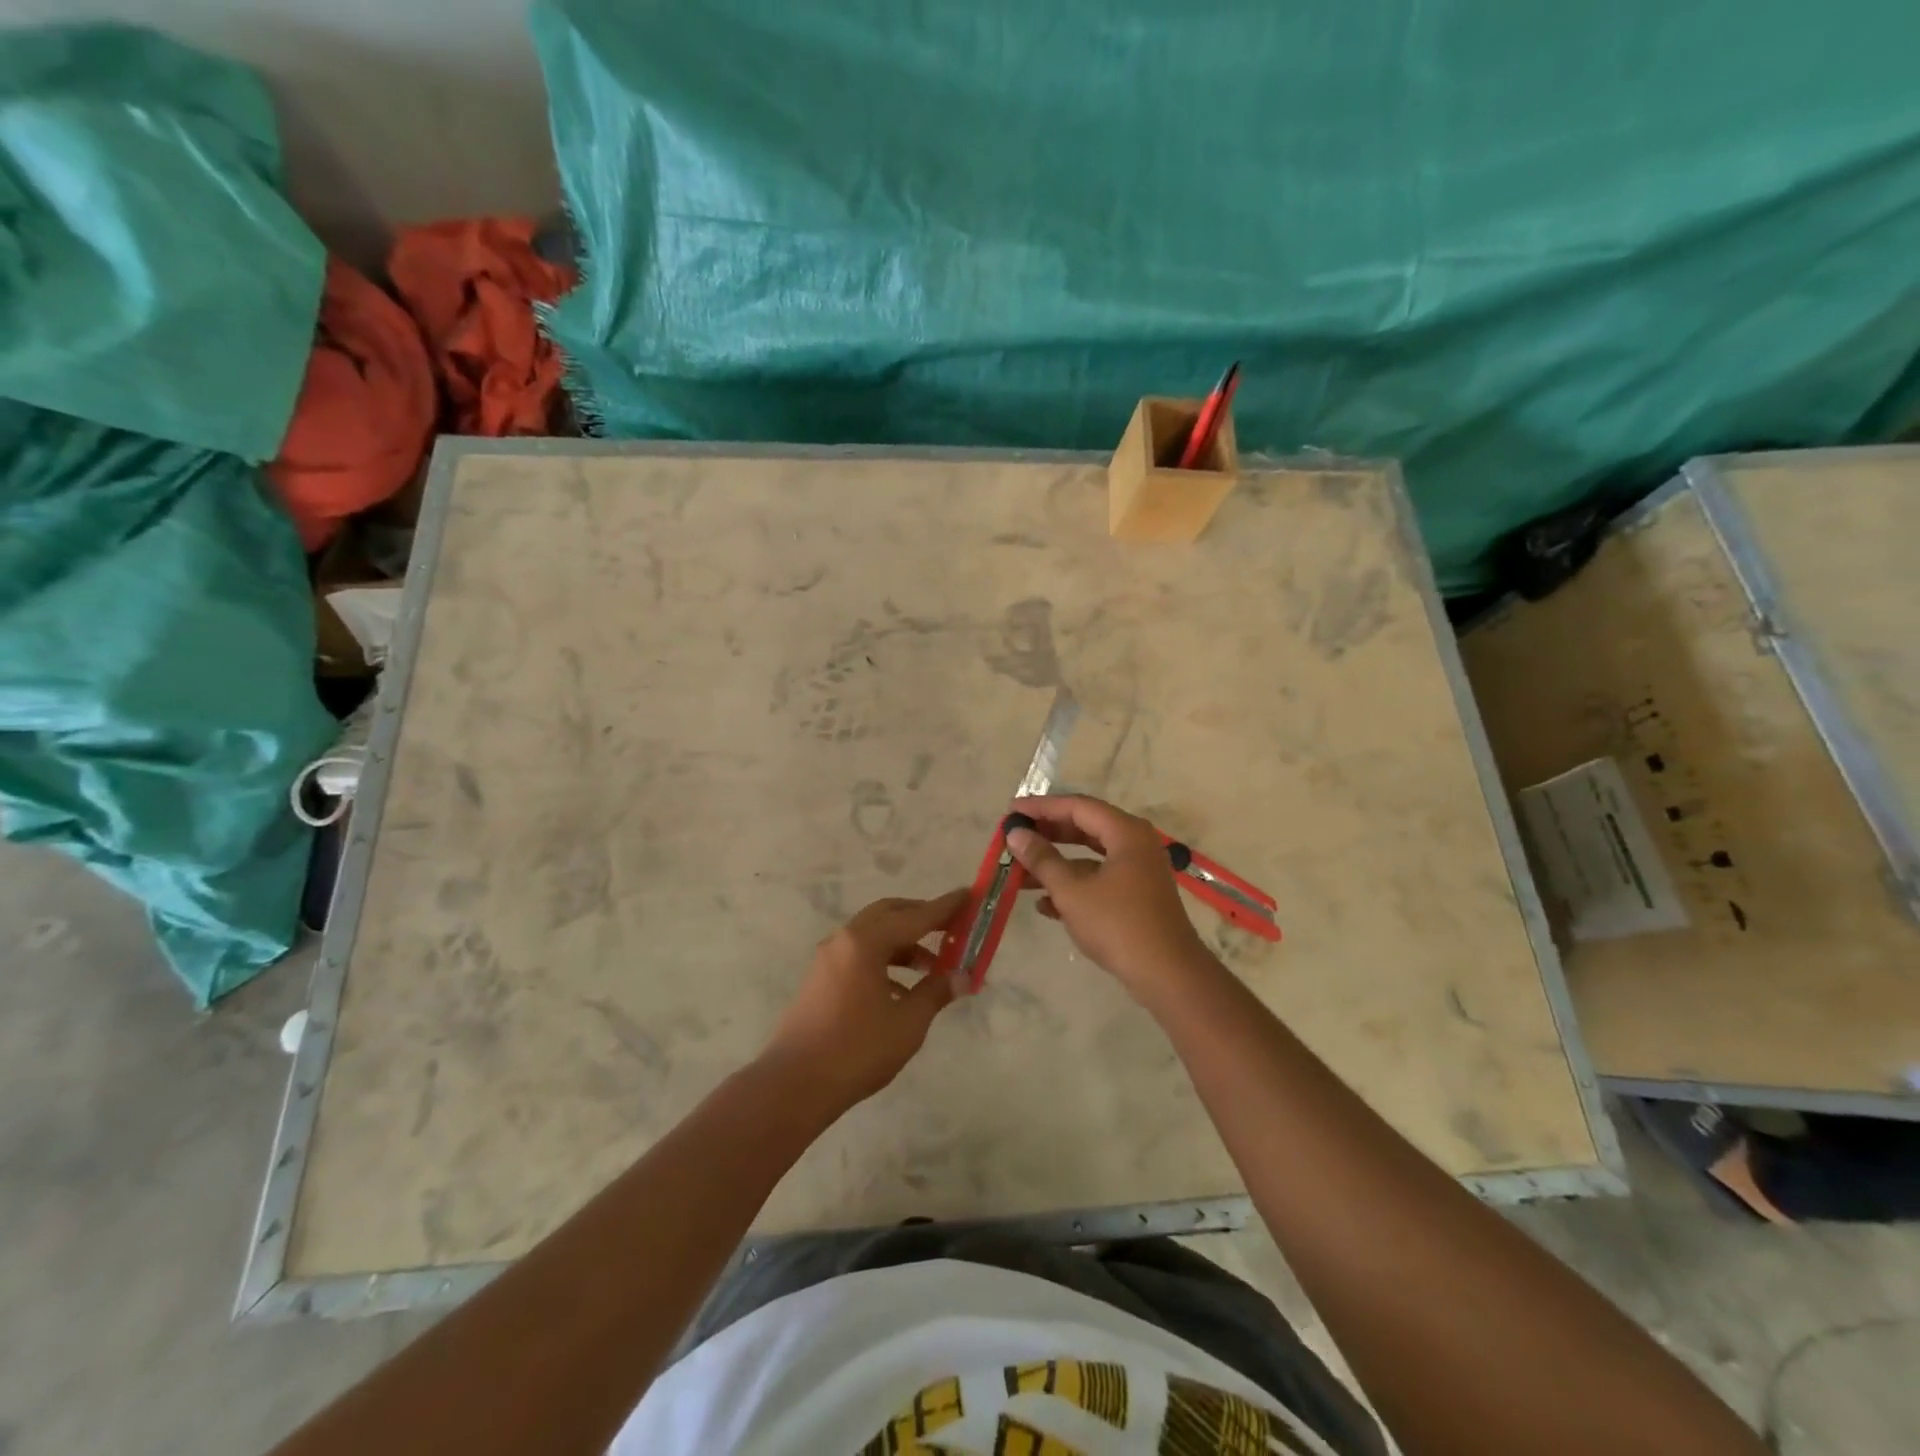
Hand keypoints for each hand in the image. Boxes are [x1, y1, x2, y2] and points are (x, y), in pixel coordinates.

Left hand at [760, 889, 968, 1113]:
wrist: (794, 1085)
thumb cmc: (857, 1050)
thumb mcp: (907, 1023)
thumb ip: (936, 992)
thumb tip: (963, 977)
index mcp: (865, 942)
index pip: (915, 916)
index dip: (945, 907)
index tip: (969, 895)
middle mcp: (844, 940)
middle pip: (889, 914)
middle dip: (921, 918)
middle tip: (951, 928)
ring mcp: (828, 958)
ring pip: (873, 935)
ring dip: (904, 943)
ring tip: (933, 968)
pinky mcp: (820, 979)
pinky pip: (859, 956)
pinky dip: (884, 962)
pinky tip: (902, 991)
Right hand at [1006, 795, 1215, 1003]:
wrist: (1167, 975)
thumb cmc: (1117, 924)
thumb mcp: (1071, 891)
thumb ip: (1042, 859)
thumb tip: (1016, 834)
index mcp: (1125, 832)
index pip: (1077, 806)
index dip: (1041, 807)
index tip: (1012, 812)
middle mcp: (1135, 844)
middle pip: (1084, 828)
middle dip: (1047, 834)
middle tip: (1015, 837)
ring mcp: (1138, 872)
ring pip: (1089, 857)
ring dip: (1055, 864)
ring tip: (1019, 873)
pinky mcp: (1136, 897)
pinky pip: (1099, 880)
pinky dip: (1073, 886)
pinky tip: (1044, 904)